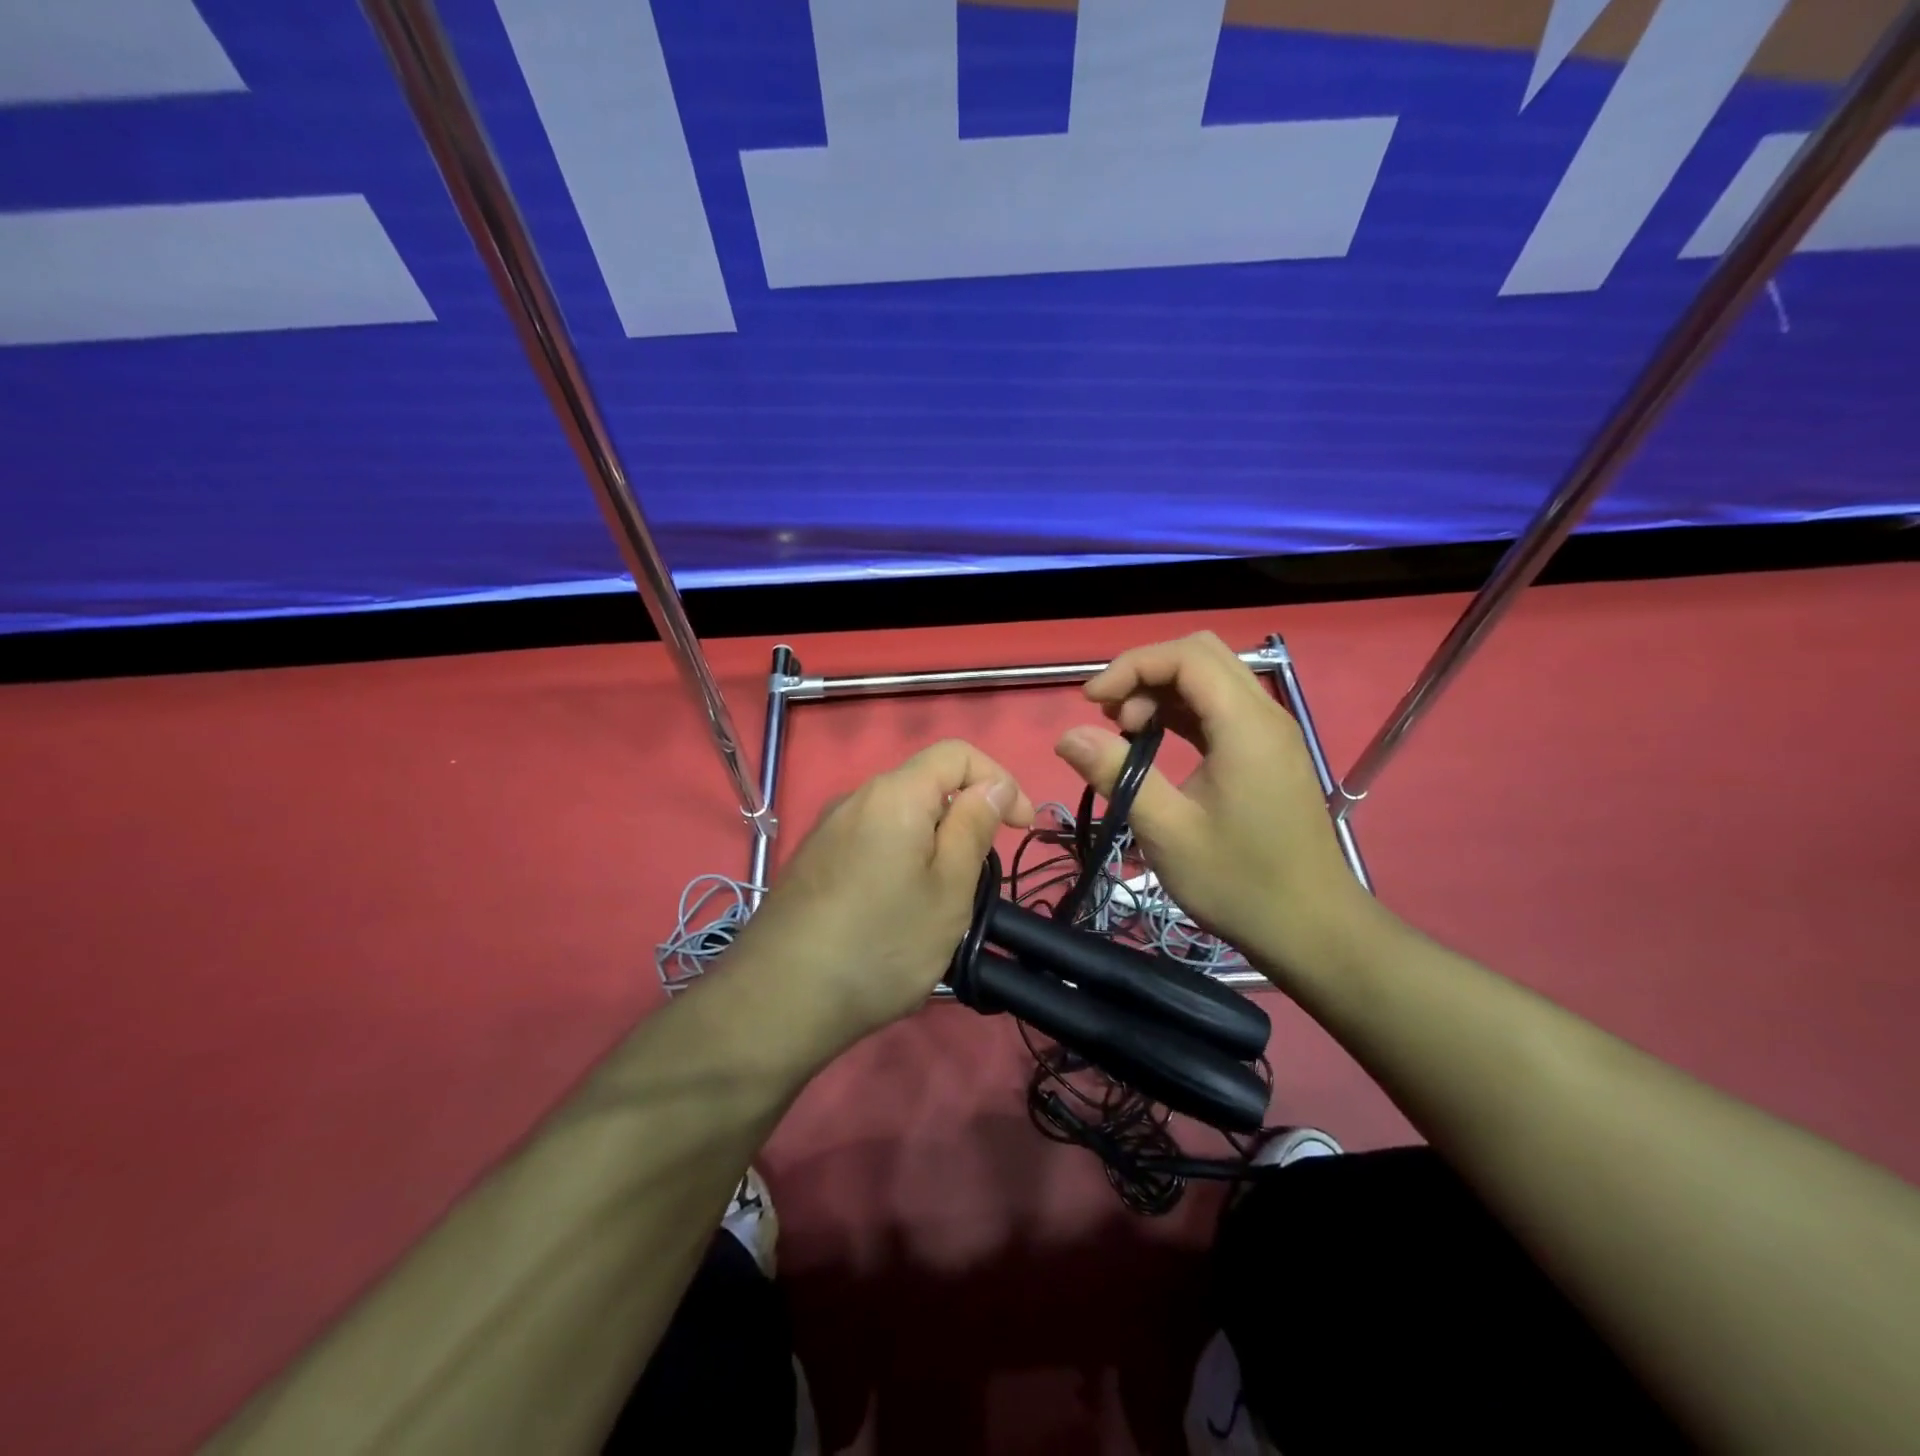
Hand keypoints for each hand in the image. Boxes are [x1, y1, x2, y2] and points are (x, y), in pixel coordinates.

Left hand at [725, 740, 1033, 1060]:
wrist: (780, 999)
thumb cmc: (882, 943)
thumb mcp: (949, 888)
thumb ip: (974, 826)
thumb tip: (992, 784)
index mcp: (895, 794)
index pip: (958, 754)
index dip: (1000, 780)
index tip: (1022, 828)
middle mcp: (856, 798)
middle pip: (926, 785)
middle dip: (964, 818)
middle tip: (978, 877)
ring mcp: (828, 830)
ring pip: (898, 818)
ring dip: (932, 845)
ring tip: (938, 903)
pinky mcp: (812, 861)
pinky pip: (871, 843)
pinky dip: (899, 861)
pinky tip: (894, 913)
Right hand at [1054, 633, 1382, 985]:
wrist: (1312, 928)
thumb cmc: (1239, 883)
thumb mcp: (1167, 831)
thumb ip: (1117, 774)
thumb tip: (1067, 735)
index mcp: (1245, 725)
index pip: (1185, 656)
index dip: (1131, 666)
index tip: (1090, 703)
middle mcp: (1264, 714)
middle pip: (1200, 654)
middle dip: (1145, 672)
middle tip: (1110, 717)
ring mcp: (1269, 732)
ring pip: (1210, 677)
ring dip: (1161, 690)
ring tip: (1125, 733)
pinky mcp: (1266, 752)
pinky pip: (1219, 707)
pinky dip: (1180, 710)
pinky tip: (1153, 742)